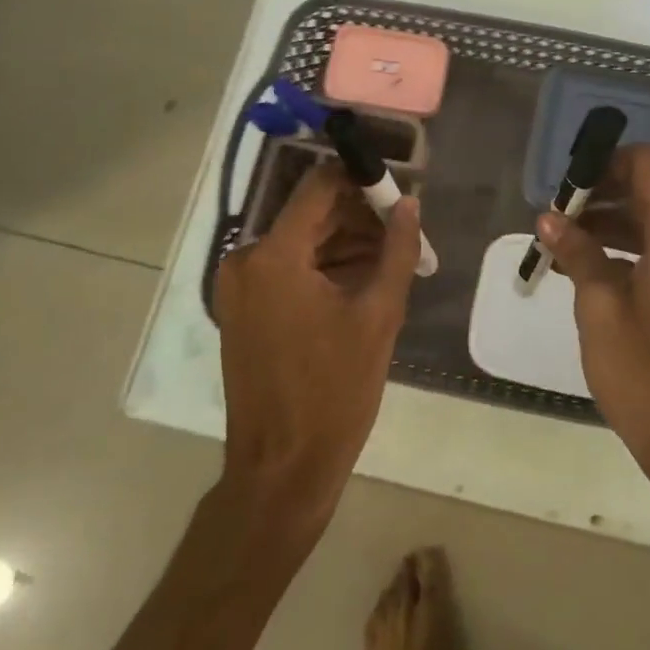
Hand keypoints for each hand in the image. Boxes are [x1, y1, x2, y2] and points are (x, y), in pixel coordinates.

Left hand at [214, 162, 420, 527]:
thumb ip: (397, 250)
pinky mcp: (242, 309)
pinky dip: (324, 268)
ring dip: (346, 244)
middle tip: (405, 232)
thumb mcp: (379, 315)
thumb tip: (410, 205)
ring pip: (301, 241)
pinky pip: (288, 269)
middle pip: (311, 214)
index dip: (362, 180)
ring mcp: (239, 286)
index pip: (320, 186)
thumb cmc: (335, 391)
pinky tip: (364, 282)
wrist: (282, 468)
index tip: (400, 190)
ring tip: (393, 261)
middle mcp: (246, 259)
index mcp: (274, 255)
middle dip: (360, 217)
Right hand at [537, 145, 649, 474]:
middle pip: (647, 190)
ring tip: (558, 240)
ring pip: (647, 221)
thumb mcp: (599, 306)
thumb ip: (577, 252)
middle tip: (554, 213)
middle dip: (600, 194)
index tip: (568, 183)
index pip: (647, 165)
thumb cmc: (642, 370)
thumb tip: (549, 216)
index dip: (607, 163)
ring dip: (605, 223)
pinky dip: (619, 249)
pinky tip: (579, 268)